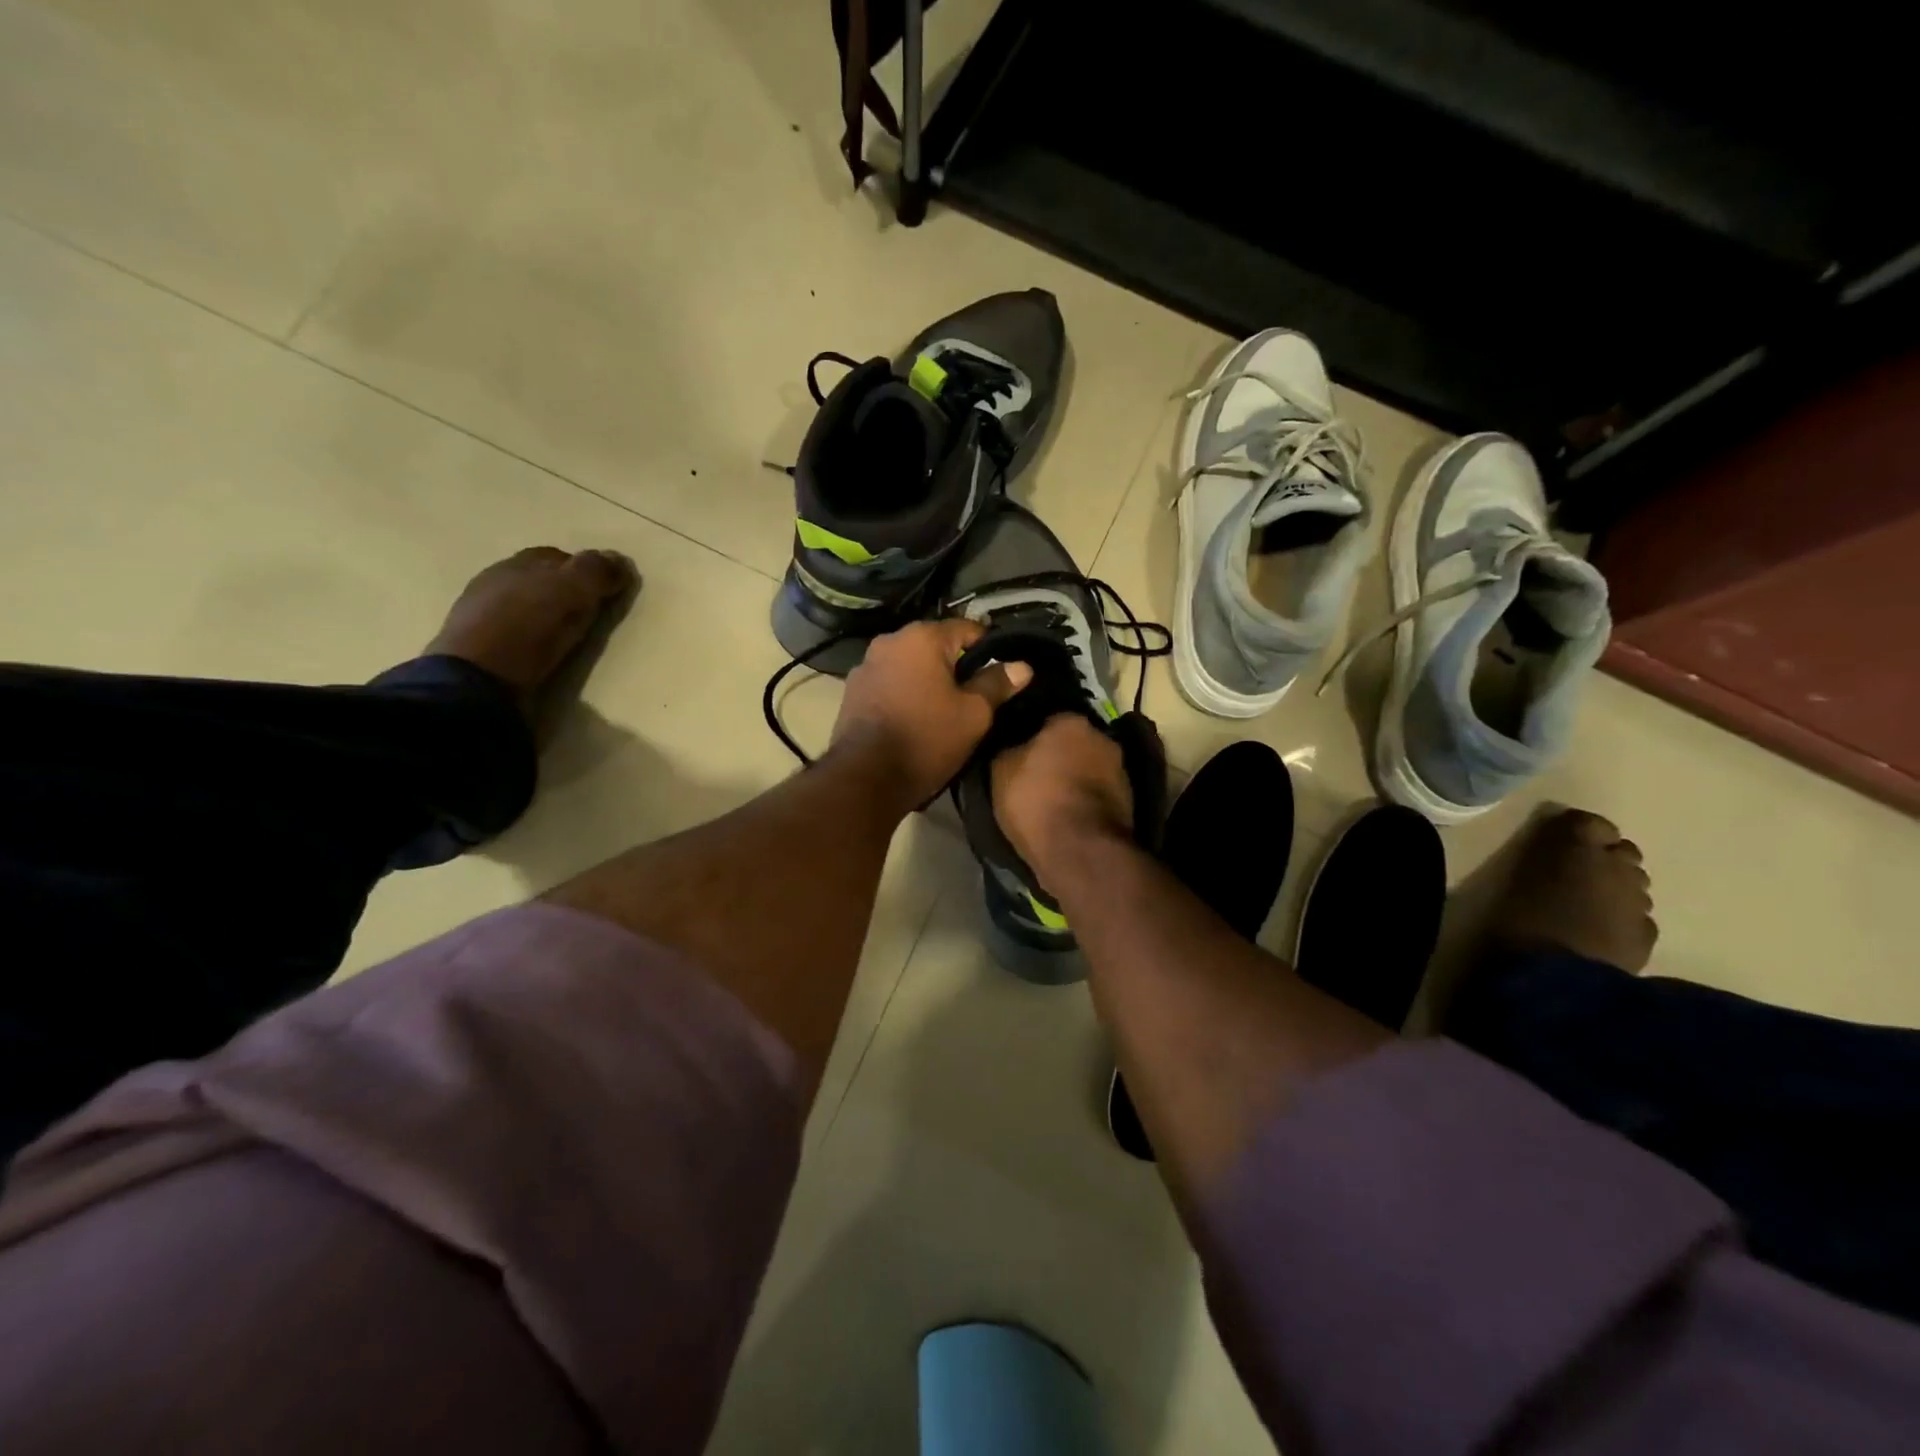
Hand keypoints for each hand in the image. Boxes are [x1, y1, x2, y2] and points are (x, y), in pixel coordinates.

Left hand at [830, 619, 1031, 807]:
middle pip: (936, 645)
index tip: (1002, 672)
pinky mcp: (852, 691)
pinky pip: (890, 682)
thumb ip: (997, 684)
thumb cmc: (927, 739)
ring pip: (910, 664)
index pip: (968, 628)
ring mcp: (866, 665)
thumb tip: (1022, 666)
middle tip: (976, 694)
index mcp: (922, 637)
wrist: (866, 777)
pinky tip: (915, 716)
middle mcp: (889, 640)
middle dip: (956, 665)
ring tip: (944, 708)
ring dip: (928, 679)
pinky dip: (905, 692)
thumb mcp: (974, 714)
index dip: (990, 649)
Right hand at [990, 713, 1133, 881]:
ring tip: (1053, 801)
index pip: (1047, 717)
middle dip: (1058, 755)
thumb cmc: (1036, 800)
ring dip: (1075, 779)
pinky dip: (1086, 802)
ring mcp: (1121, 771)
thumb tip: (1013, 744)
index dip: (1031, 735)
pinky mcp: (1130, 802)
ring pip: (1089, 768)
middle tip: (1036, 776)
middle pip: (1074, 742)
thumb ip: (1008, 748)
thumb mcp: (1001, 770)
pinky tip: (1070, 817)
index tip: (1018, 752)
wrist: (1081, 850)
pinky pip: (1099, 795)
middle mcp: (1103, 738)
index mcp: (1071, 721)